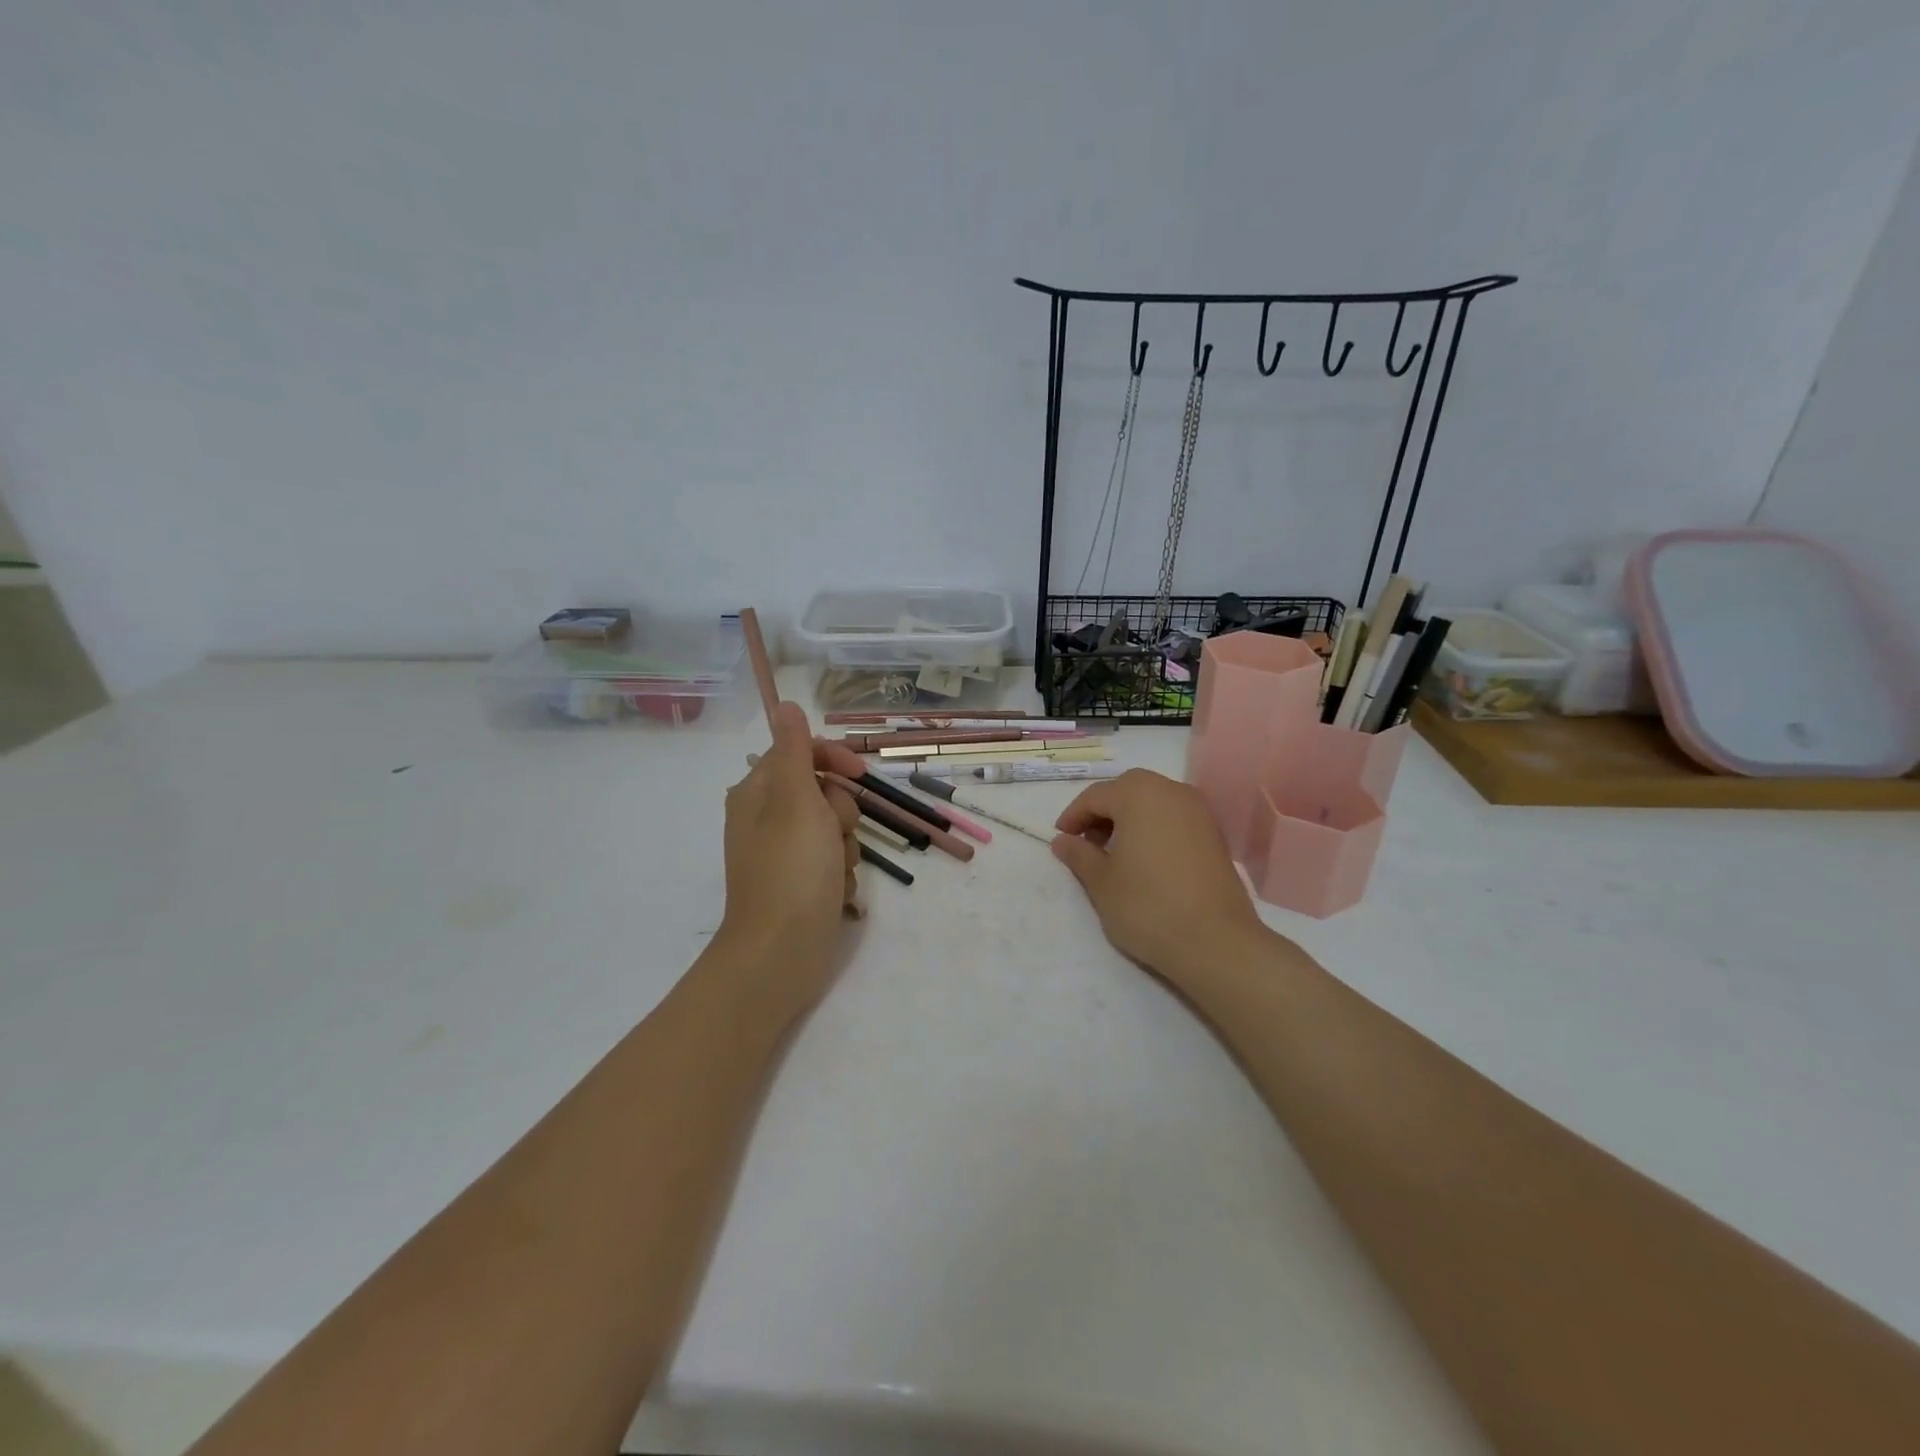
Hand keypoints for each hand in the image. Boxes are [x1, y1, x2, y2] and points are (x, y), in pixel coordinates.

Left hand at [715, 703, 862, 1003]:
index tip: (862, 775)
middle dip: (842, 814)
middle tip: (835, 835)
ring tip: (835, 872)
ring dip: (845, 848)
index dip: (835, 760)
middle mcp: (766, 819)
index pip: (801, 753)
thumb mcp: (796, 800)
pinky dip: (839, 876)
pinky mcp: (800, 885)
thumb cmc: (791, 870)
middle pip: (824, 793)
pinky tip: (833, 895)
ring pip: (835, 830)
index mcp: (758, 793)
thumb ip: (796, 750)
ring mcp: (783, 855)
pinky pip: (833, 863)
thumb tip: (784, 704)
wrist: (780, 954)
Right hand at [1051, 769, 1267, 985]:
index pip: (1096, 796)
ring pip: (1153, 802)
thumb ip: (1079, 855)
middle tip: (1087, 843)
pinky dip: (1154, 829)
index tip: (1061, 840)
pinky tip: (1145, 860)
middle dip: (1103, 812)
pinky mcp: (1215, 835)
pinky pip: (1174, 819)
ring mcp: (1199, 812)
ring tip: (1115, 854)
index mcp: (1139, 794)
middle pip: (1127, 791)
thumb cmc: (1147, 905)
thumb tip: (1063, 841)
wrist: (1215, 942)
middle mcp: (1172, 792)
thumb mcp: (1101, 882)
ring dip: (1129, 819)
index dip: (1073, 816)